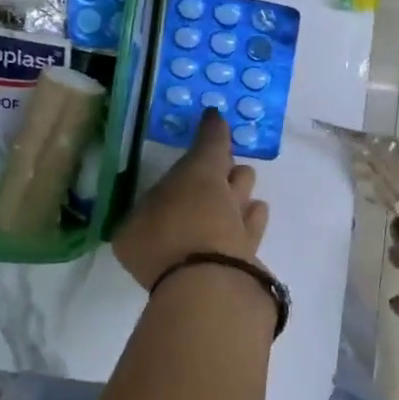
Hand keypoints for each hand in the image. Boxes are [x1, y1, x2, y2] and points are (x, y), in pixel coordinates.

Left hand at [115, 109, 269, 289]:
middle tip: (236, 162)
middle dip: (215, 181)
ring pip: (215, 224)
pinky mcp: (223, 281)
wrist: (220, 286)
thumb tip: (213, 113)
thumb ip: (208, 141)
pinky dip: (246, 224)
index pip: (166, 187)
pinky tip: (260, 209)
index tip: (216, 151)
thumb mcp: (200, 170)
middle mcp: (160, 250)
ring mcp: (192, 269)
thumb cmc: (196, 220)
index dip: (192, 167)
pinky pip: (235, 244)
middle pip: (192, 207)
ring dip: (233, 200)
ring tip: (250, 179)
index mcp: (137, 227)